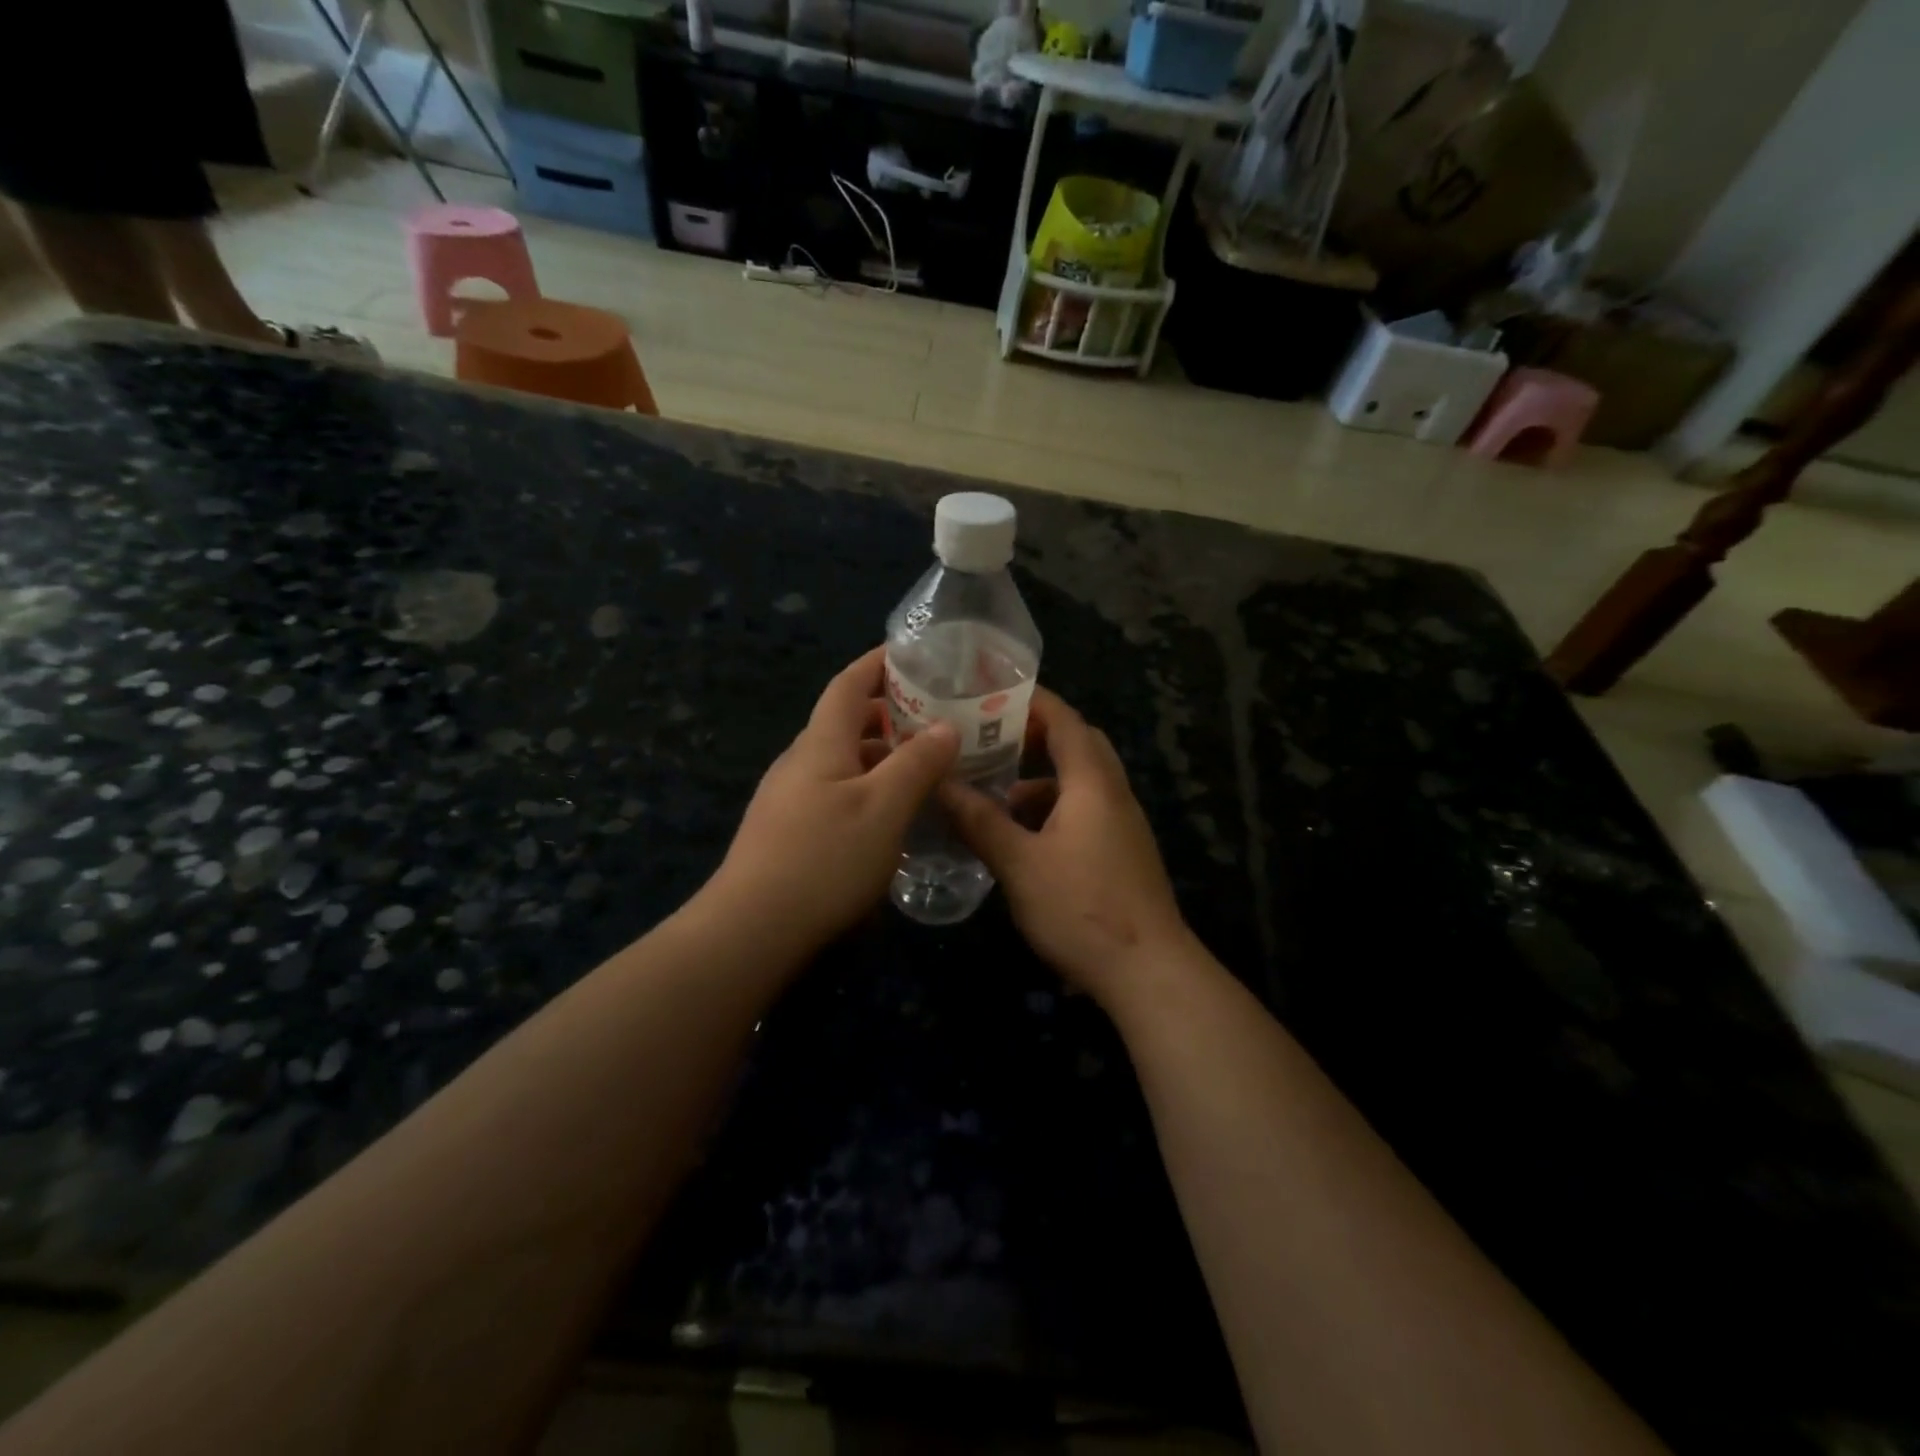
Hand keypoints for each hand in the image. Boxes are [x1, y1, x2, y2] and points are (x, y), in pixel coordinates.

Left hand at [707, 646, 957, 953]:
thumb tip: (946, 725)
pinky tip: (891, 813)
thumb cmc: (824, 860)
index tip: (915, 653)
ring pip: (842, 760)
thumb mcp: (884, 808)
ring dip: (881, 754)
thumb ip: (917, 763)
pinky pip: (835, 791)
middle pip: (845, 721)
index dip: (879, 662)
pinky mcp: (788, 831)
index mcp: (820, 743)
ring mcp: (789, 798)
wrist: (752, 931)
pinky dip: (868, 786)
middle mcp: (800, 762)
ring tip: (925, 766)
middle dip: (889, 711)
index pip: (849, 684)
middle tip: (937, 716)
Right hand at [940, 688, 1192, 1002]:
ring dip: (1045, 776)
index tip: (992, 691)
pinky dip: (1055, 808)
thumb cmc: (1081, 909)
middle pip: (1079, 744)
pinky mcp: (1123, 852)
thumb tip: (940, 784)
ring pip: (1083, 781)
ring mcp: (1123, 825)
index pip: (1065, 720)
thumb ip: (980, 821)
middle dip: (1037, 734)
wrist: (1148, 971)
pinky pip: (1087, 810)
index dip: (1032, 700)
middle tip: (993, 735)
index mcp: (1093, 783)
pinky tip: (1024, 836)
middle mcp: (1114, 794)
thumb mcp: (1019, 864)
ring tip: (999, 788)